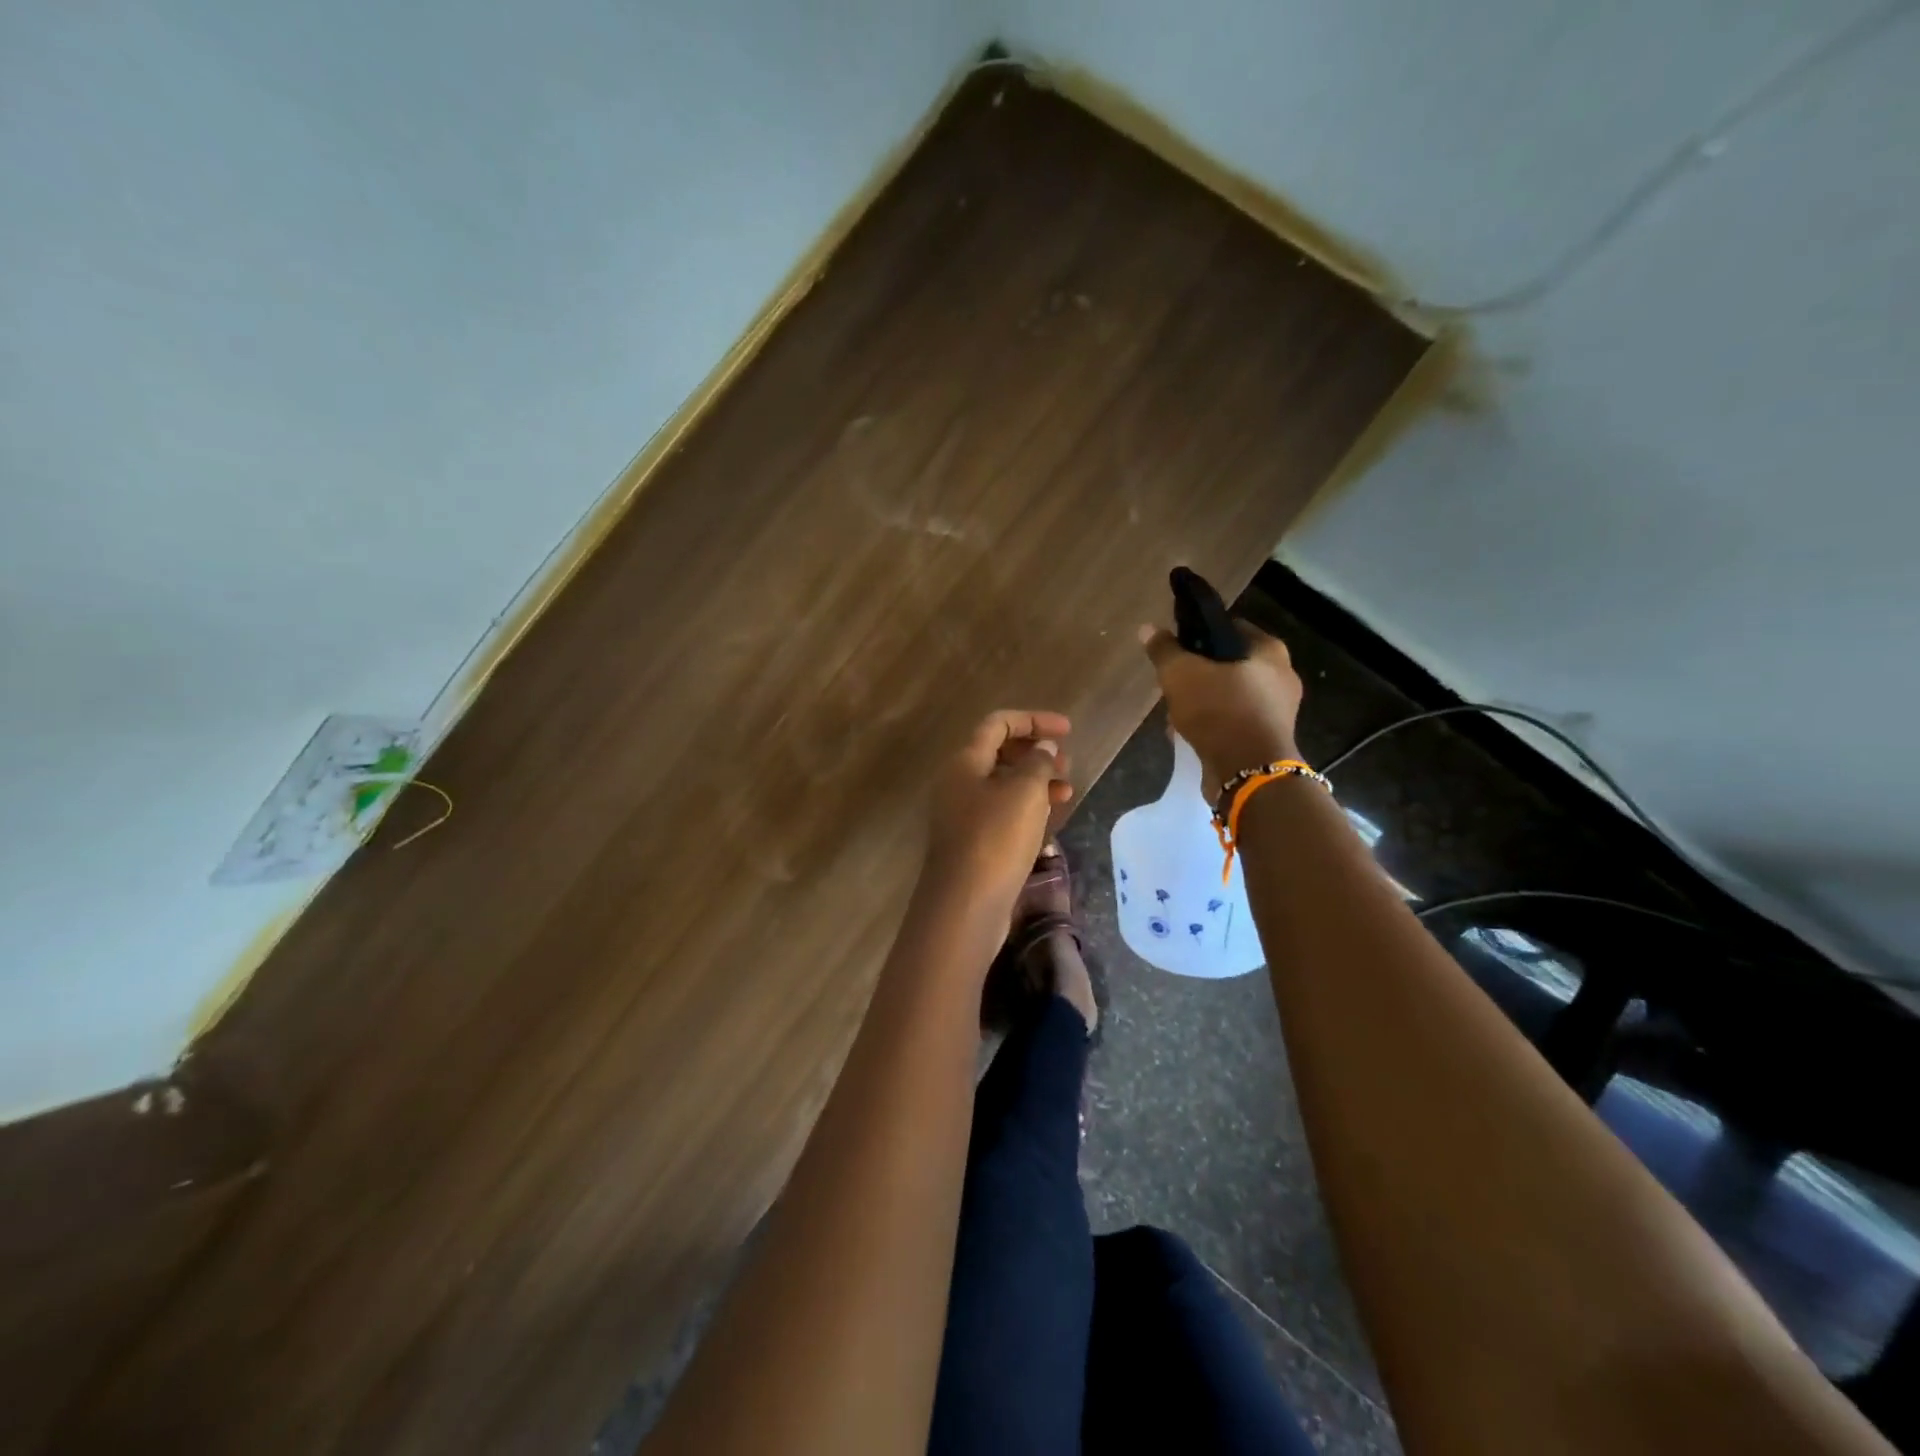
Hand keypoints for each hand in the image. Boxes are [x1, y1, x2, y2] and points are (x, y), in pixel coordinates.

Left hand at [925, 709, 1073, 912]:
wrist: (965, 904)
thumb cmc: (996, 838)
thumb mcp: (1025, 792)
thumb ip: (1038, 762)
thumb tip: (1044, 748)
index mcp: (965, 762)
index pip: (998, 724)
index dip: (1034, 720)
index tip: (1068, 731)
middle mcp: (958, 783)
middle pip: (999, 753)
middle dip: (1036, 752)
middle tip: (1067, 764)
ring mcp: (963, 815)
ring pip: (1003, 785)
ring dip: (1036, 782)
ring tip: (1067, 792)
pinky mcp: (973, 842)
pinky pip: (1003, 812)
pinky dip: (1027, 808)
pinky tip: (1050, 818)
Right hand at [1139, 621, 1304, 801]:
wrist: (1248, 773)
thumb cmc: (1219, 710)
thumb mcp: (1181, 674)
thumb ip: (1165, 651)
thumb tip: (1148, 628)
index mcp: (1269, 651)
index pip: (1231, 627)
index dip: (1202, 632)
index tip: (1178, 646)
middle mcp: (1281, 677)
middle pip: (1229, 664)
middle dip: (1199, 674)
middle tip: (1173, 683)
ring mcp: (1276, 712)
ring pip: (1229, 696)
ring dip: (1202, 703)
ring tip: (1174, 714)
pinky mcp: (1267, 740)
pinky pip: (1233, 722)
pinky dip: (1212, 726)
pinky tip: (1188, 734)